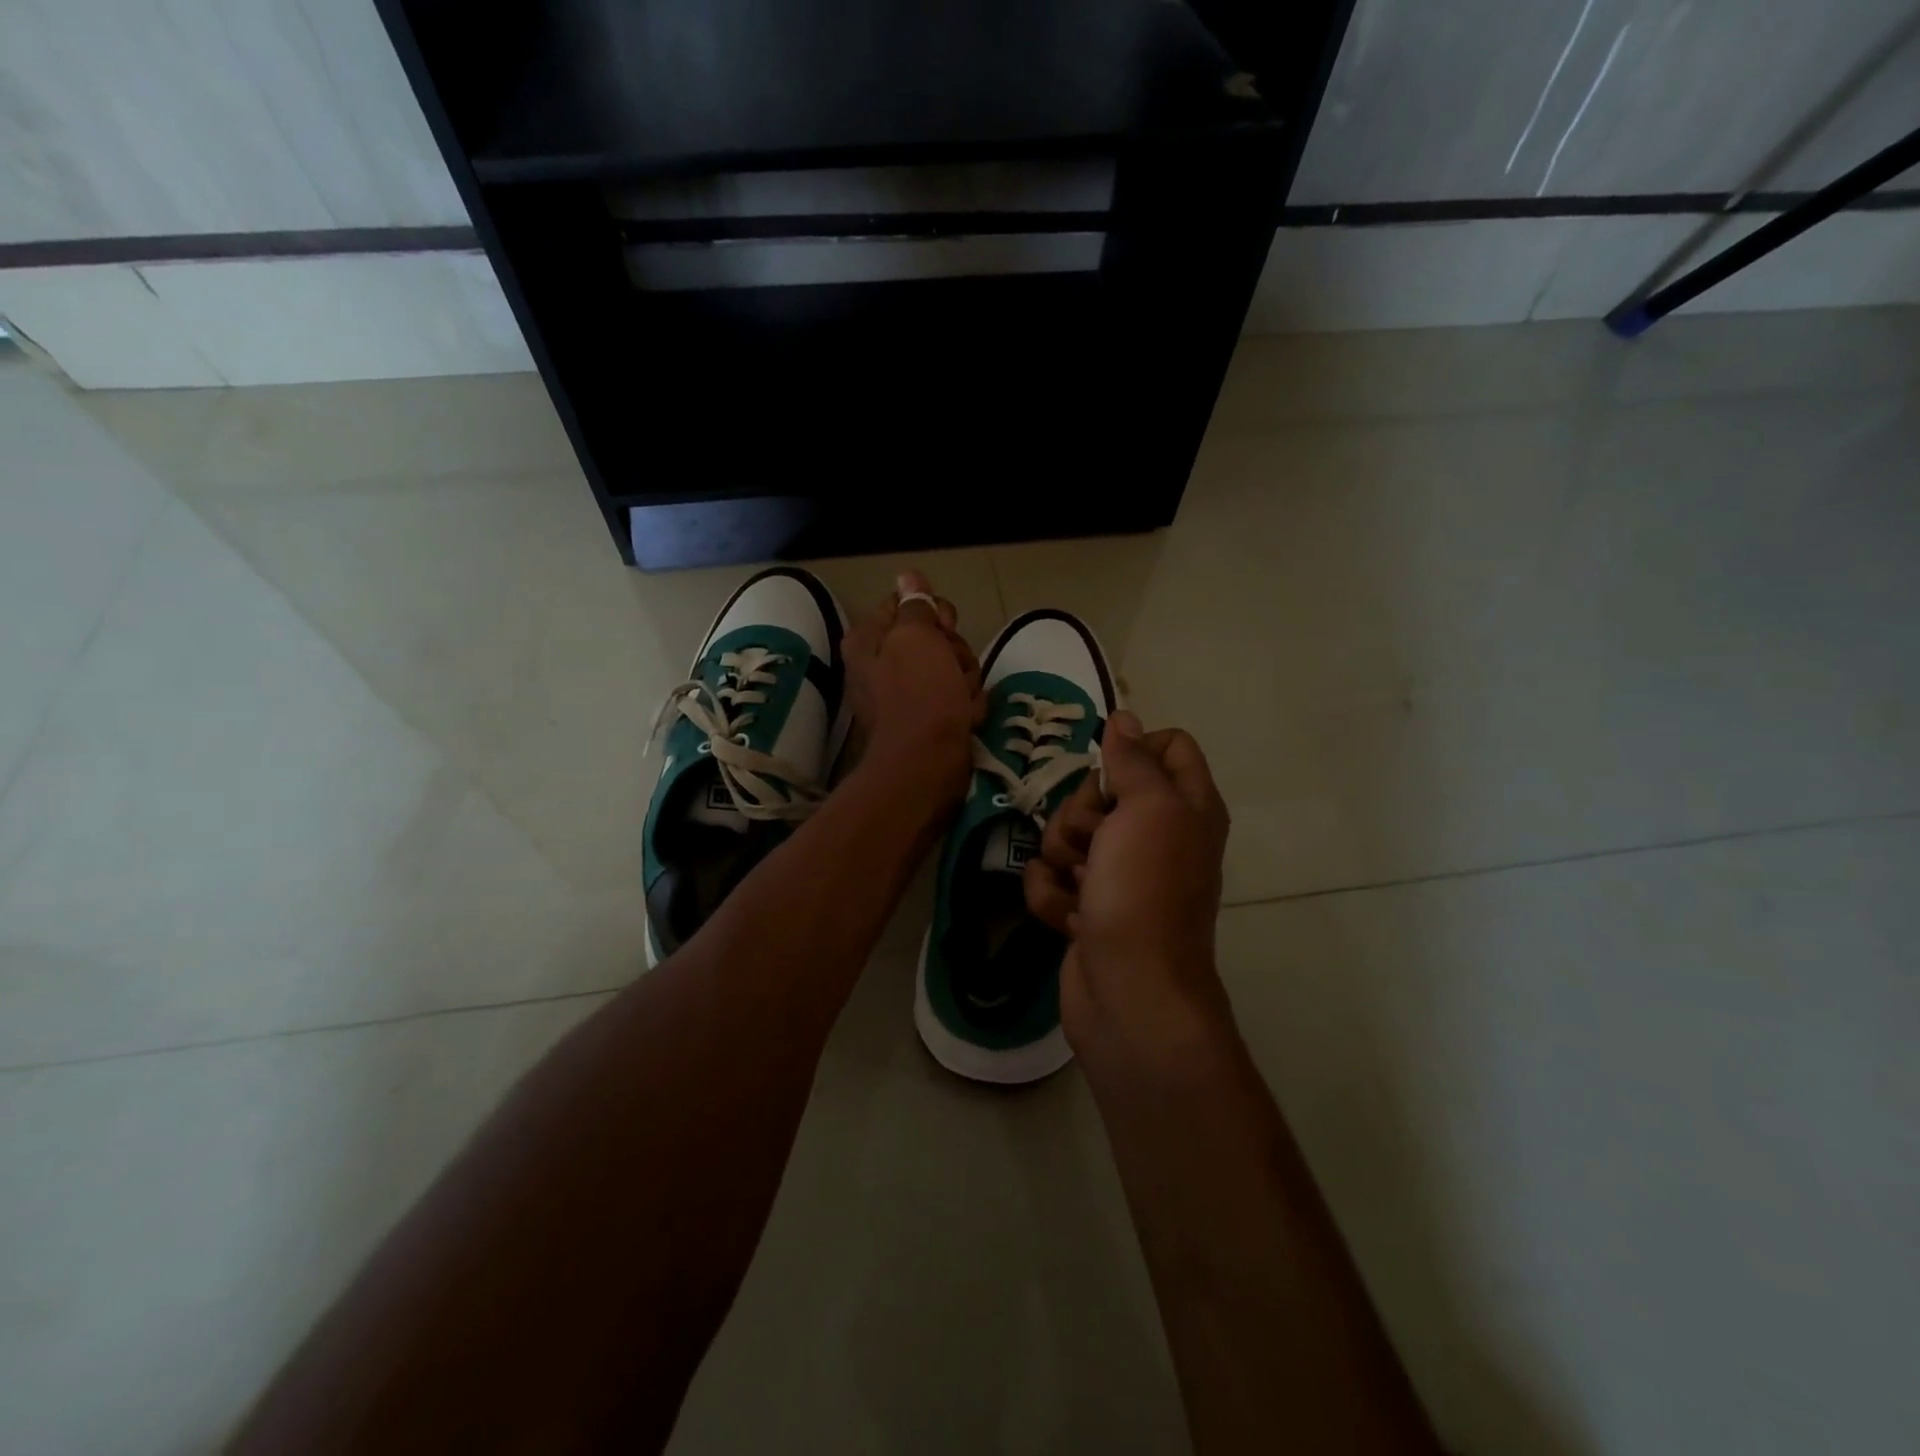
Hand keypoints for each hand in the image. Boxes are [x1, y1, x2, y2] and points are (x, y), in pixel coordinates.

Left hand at [841, 570, 984, 807]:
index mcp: (869, 639)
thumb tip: (908, 576)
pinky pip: (955, 699)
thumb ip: (915, 605)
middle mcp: (881, 664)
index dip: (933, 613)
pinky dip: (965, 707)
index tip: (946, 628)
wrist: (926, 765)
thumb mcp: (917, 637)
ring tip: (962, 700)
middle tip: (954, 669)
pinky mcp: (926, 720)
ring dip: (965, 681)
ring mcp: (904, 695)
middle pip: (933, 638)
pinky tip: (966, 718)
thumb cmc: (919, 695)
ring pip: (950, 668)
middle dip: (955, 651)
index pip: (907, 604)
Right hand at [1024, 712, 1231, 1066]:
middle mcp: (1156, 835)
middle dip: (1082, 810)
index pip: (1167, 745)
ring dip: (1062, 855)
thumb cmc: (1145, 890)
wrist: (1130, 992)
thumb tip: (1125, 718)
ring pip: (1069, 832)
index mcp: (1187, 806)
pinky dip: (1052, 894)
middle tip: (1096, 840)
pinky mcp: (1087, 906)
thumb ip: (1134, 759)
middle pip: (1102, 788)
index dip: (1134, 748)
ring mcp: (1119, 873)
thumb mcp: (1147, 809)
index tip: (1110, 769)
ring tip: (1081, 884)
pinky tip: (1067, 916)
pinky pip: (1052, 877)